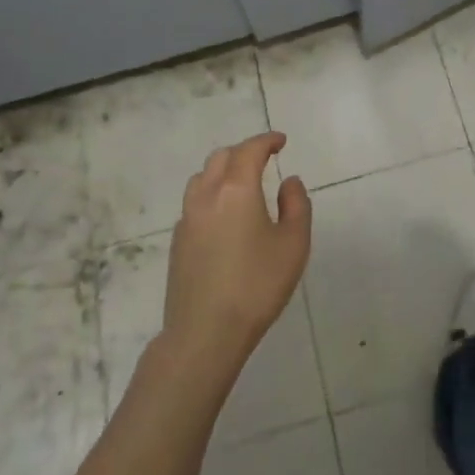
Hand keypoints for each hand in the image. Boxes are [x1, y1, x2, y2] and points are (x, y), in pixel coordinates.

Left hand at [162, 132, 310, 384]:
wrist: (205, 333)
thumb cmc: (257, 286)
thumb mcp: (293, 245)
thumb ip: (297, 205)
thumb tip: (289, 182)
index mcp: (236, 189)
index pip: (250, 150)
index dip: (266, 141)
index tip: (281, 142)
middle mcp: (207, 195)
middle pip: (221, 157)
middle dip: (244, 152)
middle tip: (264, 160)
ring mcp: (187, 218)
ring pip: (202, 177)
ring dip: (223, 170)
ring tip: (242, 183)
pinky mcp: (178, 241)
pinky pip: (194, 202)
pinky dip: (211, 194)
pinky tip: (224, 216)